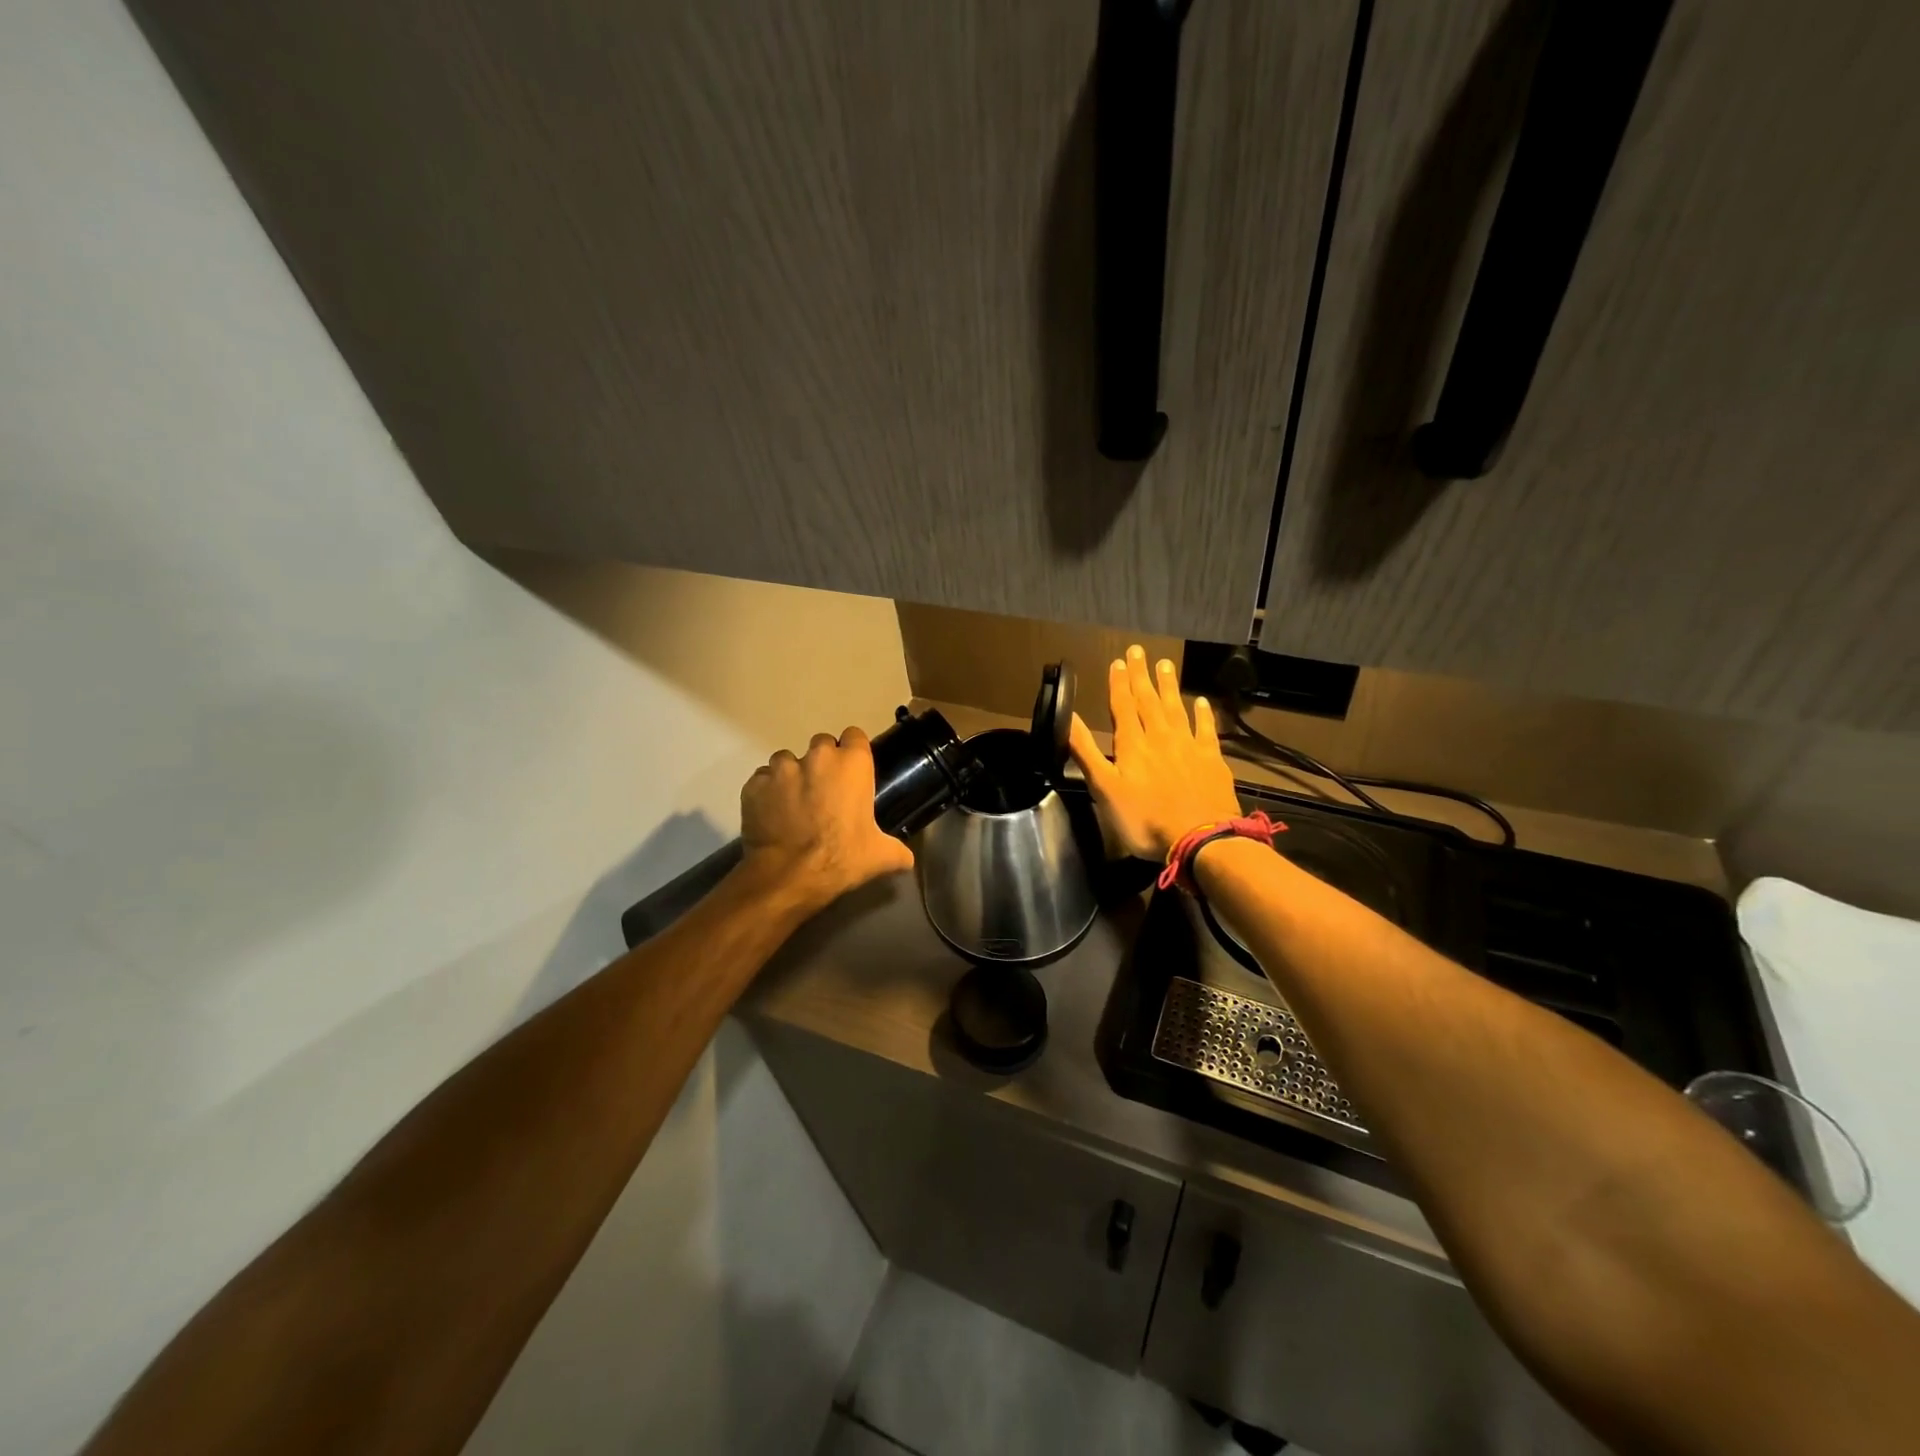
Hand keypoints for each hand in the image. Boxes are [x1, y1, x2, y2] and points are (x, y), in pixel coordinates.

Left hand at [739, 726, 914, 908]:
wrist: (789, 876)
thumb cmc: (842, 858)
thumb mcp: (880, 856)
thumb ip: (898, 851)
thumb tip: (908, 859)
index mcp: (852, 764)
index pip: (855, 736)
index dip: (853, 752)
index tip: (852, 772)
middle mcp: (817, 756)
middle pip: (821, 745)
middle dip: (822, 763)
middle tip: (824, 792)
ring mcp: (781, 768)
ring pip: (787, 760)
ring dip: (792, 775)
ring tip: (793, 803)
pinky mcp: (754, 784)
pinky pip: (762, 780)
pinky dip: (766, 792)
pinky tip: (772, 814)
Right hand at [1068, 645, 1241, 859]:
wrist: (1200, 838)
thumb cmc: (1145, 819)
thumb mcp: (1104, 789)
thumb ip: (1087, 752)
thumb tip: (1068, 718)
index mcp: (1132, 745)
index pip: (1123, 706)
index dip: (1119, 684)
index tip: (1118, 662)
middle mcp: (1161, 737)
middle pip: (1149, 701)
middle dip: (1141, 675)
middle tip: (1139, 651)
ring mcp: (1189, 746)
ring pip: (1176, 708)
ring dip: (1169, 686)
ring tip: (1165, 664)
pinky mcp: (1212, 760)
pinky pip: (1206, 730)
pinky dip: (1203, 714)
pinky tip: (1201, 702)